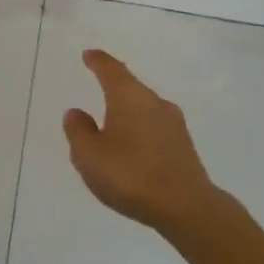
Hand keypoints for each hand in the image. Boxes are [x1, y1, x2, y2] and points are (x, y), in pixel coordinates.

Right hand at [62, 50, 219, 235]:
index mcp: (129, 96)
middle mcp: (154, 101)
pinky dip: (141, 129)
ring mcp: (173, 123)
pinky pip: (155, 127)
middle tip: (99, 84)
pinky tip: (134, 146)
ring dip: (128, 110)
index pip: (110, 69)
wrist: (187, 208)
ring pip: (144, 107)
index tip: (89, 55)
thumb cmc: (131, 175)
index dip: (98, 61)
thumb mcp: (89, 155)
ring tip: (113, 122)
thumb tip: (76, 112)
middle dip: (114, 85)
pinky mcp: (184, 145)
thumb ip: (78, 131)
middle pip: (130, 86)